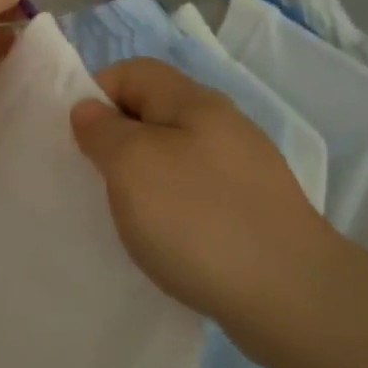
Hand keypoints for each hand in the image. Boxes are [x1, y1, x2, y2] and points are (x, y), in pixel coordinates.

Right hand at [70, 58, 342, 333]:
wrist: (291, 296)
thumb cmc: (198, 220)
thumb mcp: (132, 165)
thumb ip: (103, 130)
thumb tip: (90, 109)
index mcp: (194, 102)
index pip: (132, 71)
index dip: (95, 94)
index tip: (76, 139)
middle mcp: (222, 126)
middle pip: (152, 112)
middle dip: (115, 140)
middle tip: (94, 179)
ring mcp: (241, 169)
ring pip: (172, 154)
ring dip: (140, 177)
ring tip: (125, 214)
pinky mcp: (251, 209)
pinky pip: (193, 191)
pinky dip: (168, 207)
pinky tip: (163, 239)